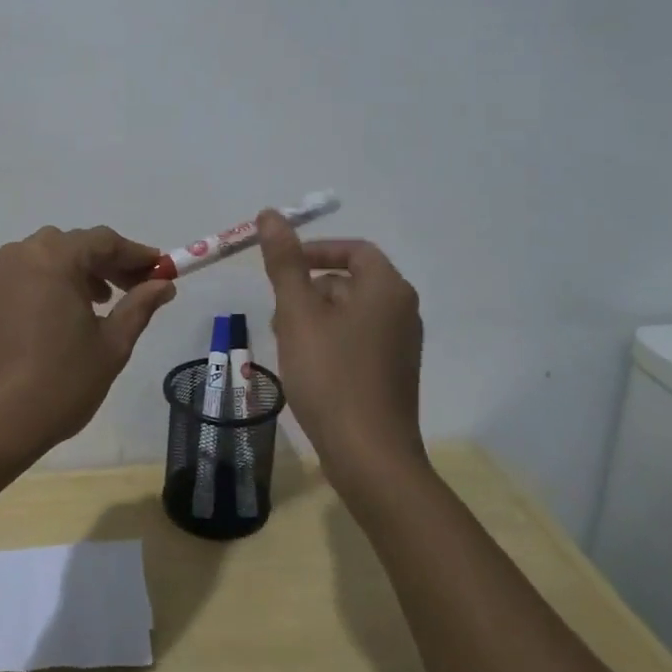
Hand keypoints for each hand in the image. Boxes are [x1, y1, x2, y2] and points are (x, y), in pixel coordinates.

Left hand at [0, 225, 175, 473]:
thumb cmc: (59, 383)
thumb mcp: (111, 345)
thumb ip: (139, 306)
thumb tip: (163, 284)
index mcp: (54, 258)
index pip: (104, 241)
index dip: (136, 254)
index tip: (162, 269)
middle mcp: (22, 254)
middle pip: (74, 245)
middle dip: (108, 263)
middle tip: (135, 288)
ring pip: (47, 257)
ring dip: (78, 272)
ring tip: (100, 304)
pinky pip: (25, 276)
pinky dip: (50, 284)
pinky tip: (62, 315)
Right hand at [257, 209, 424, 489]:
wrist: (370, 457)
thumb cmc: (331, 376)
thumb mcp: (298, 314)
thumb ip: (285, 262)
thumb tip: (271, 214)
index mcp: (386, 288)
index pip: (352, 250)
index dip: (315, 251)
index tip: (282, 266)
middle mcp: (401, 310)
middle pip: (349, 280)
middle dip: (308, 290)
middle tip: (278, 314)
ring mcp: (400, 343)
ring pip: (349, 311)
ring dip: (314, 317)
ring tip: (286, 344)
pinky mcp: (393, 371)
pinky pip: (357, 338)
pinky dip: (329, 340)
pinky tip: (306, 367)